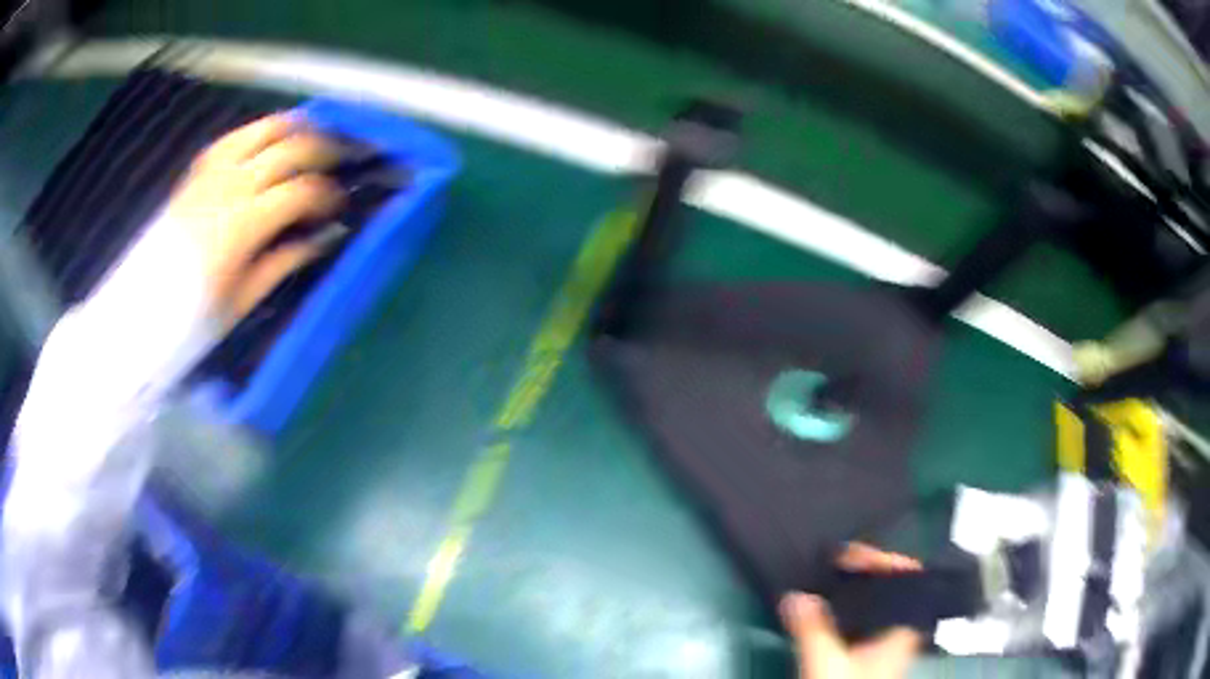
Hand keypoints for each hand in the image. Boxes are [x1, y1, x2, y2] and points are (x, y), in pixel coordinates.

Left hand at [163, 113, 345, 325]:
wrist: (140, 307)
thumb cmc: (192, 314)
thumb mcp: (243, 298)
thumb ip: (284, 261)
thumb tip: (324, 238)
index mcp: (244, 223)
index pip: (301, 191)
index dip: (328, 195)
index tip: (340, 206)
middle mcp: (230, 185)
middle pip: (290, 148)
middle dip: (326, 149)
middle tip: (346, 157)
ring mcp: (212, 172)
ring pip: (264, 129)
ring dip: (297, 127)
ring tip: (317, 133)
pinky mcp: (198, 170)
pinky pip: (235, 136)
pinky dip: (260, 131)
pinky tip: (271, 139)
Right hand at [783, 544, 922, 678]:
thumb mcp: (826, 665)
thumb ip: (812, 630)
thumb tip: (794, 595)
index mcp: (902, 630)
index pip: (909, 580)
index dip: (888, 562)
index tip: (855, 554)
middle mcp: (900, 632)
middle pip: (895, 589)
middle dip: (869, 572)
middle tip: (837, 562)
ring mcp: (886, 645)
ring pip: (879, 606)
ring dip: (858, 590)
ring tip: (831, 578)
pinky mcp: (870, 656)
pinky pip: (865, 621)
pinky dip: (850, 609)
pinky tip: (828, 610)